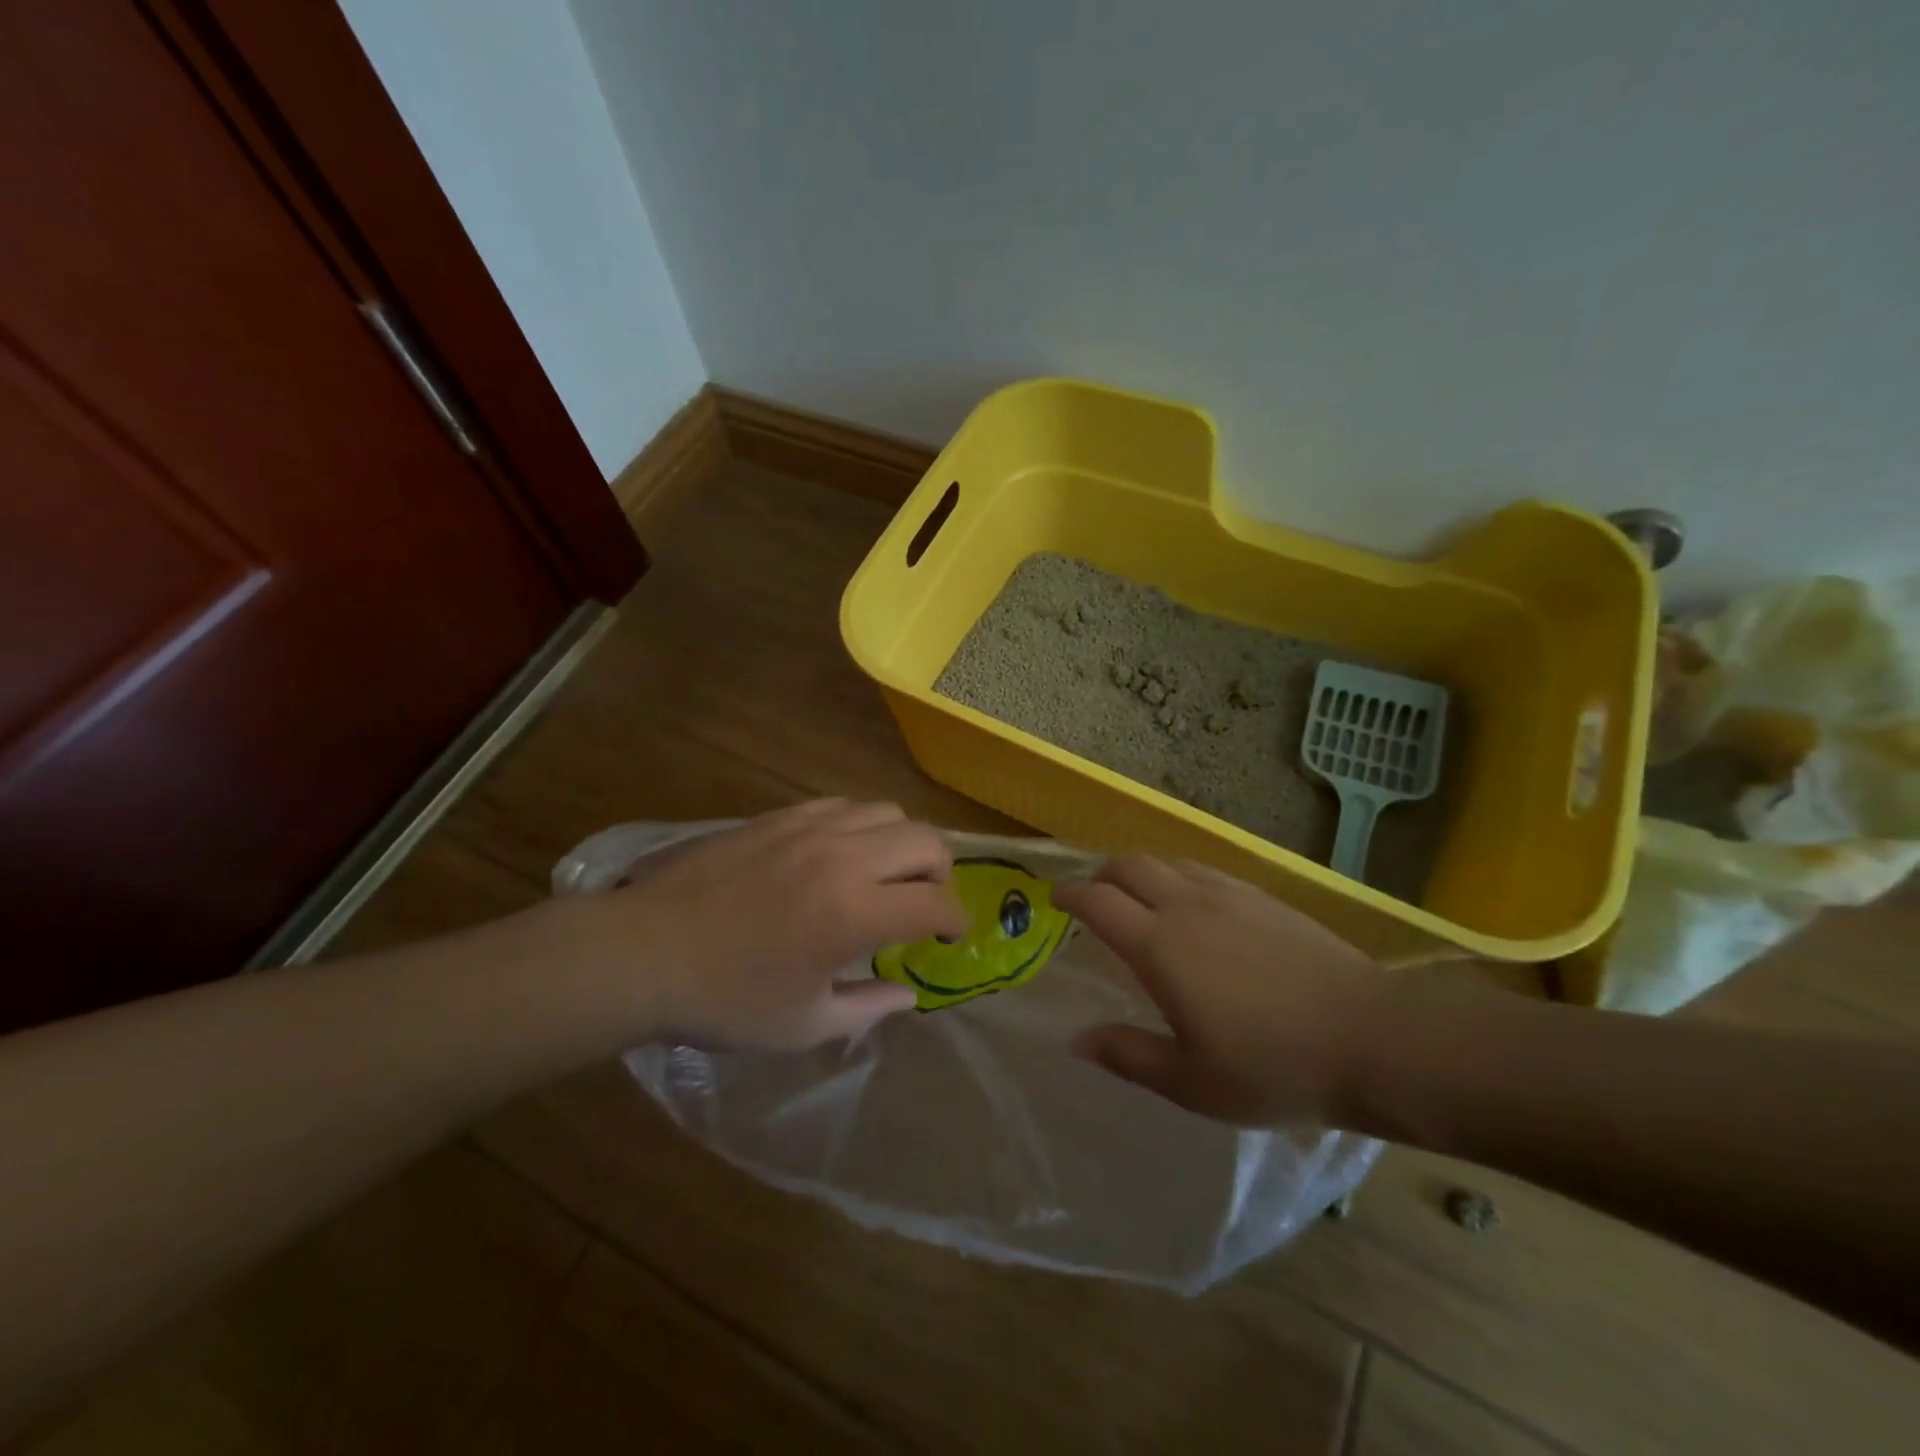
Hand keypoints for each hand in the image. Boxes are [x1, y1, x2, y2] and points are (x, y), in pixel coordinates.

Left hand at [572, 800, 967, 1049]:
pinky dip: (860, 826)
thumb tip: (908, 993)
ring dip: (901, 843)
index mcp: (853, 914)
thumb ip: (868, 1007)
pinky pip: (843, 804)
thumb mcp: (804, 1026)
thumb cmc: (725, 1000)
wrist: (644, 953)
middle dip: (940, 872)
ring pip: (887, 811)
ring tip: (884, 873)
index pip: (936, 902)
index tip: (948, 936)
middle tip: (922, 901)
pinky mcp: (779, 816)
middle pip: (925, 840)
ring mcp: (809, 828)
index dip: (955, 919)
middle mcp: (843, 859)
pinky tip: (839, 854)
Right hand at [1053, 857, 1387, 1126]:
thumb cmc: (1272, 1066)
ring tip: (1139, 897)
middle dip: (1101, 874)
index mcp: (1159, 946)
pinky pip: (1203, 869)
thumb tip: (1076, 1040)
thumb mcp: (1191, 1082)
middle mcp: (1185, 906)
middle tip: (1093, 896)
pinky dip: (1178, 875)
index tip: (1055, 899)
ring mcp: (1227, 894)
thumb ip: (1127, 1055)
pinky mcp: (1262, 896)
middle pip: (1128, 866)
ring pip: (1167, 861)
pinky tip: (1193, 903)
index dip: (1069, 894)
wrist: (1369, 1037)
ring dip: (1140, 871)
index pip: (1098, 901)